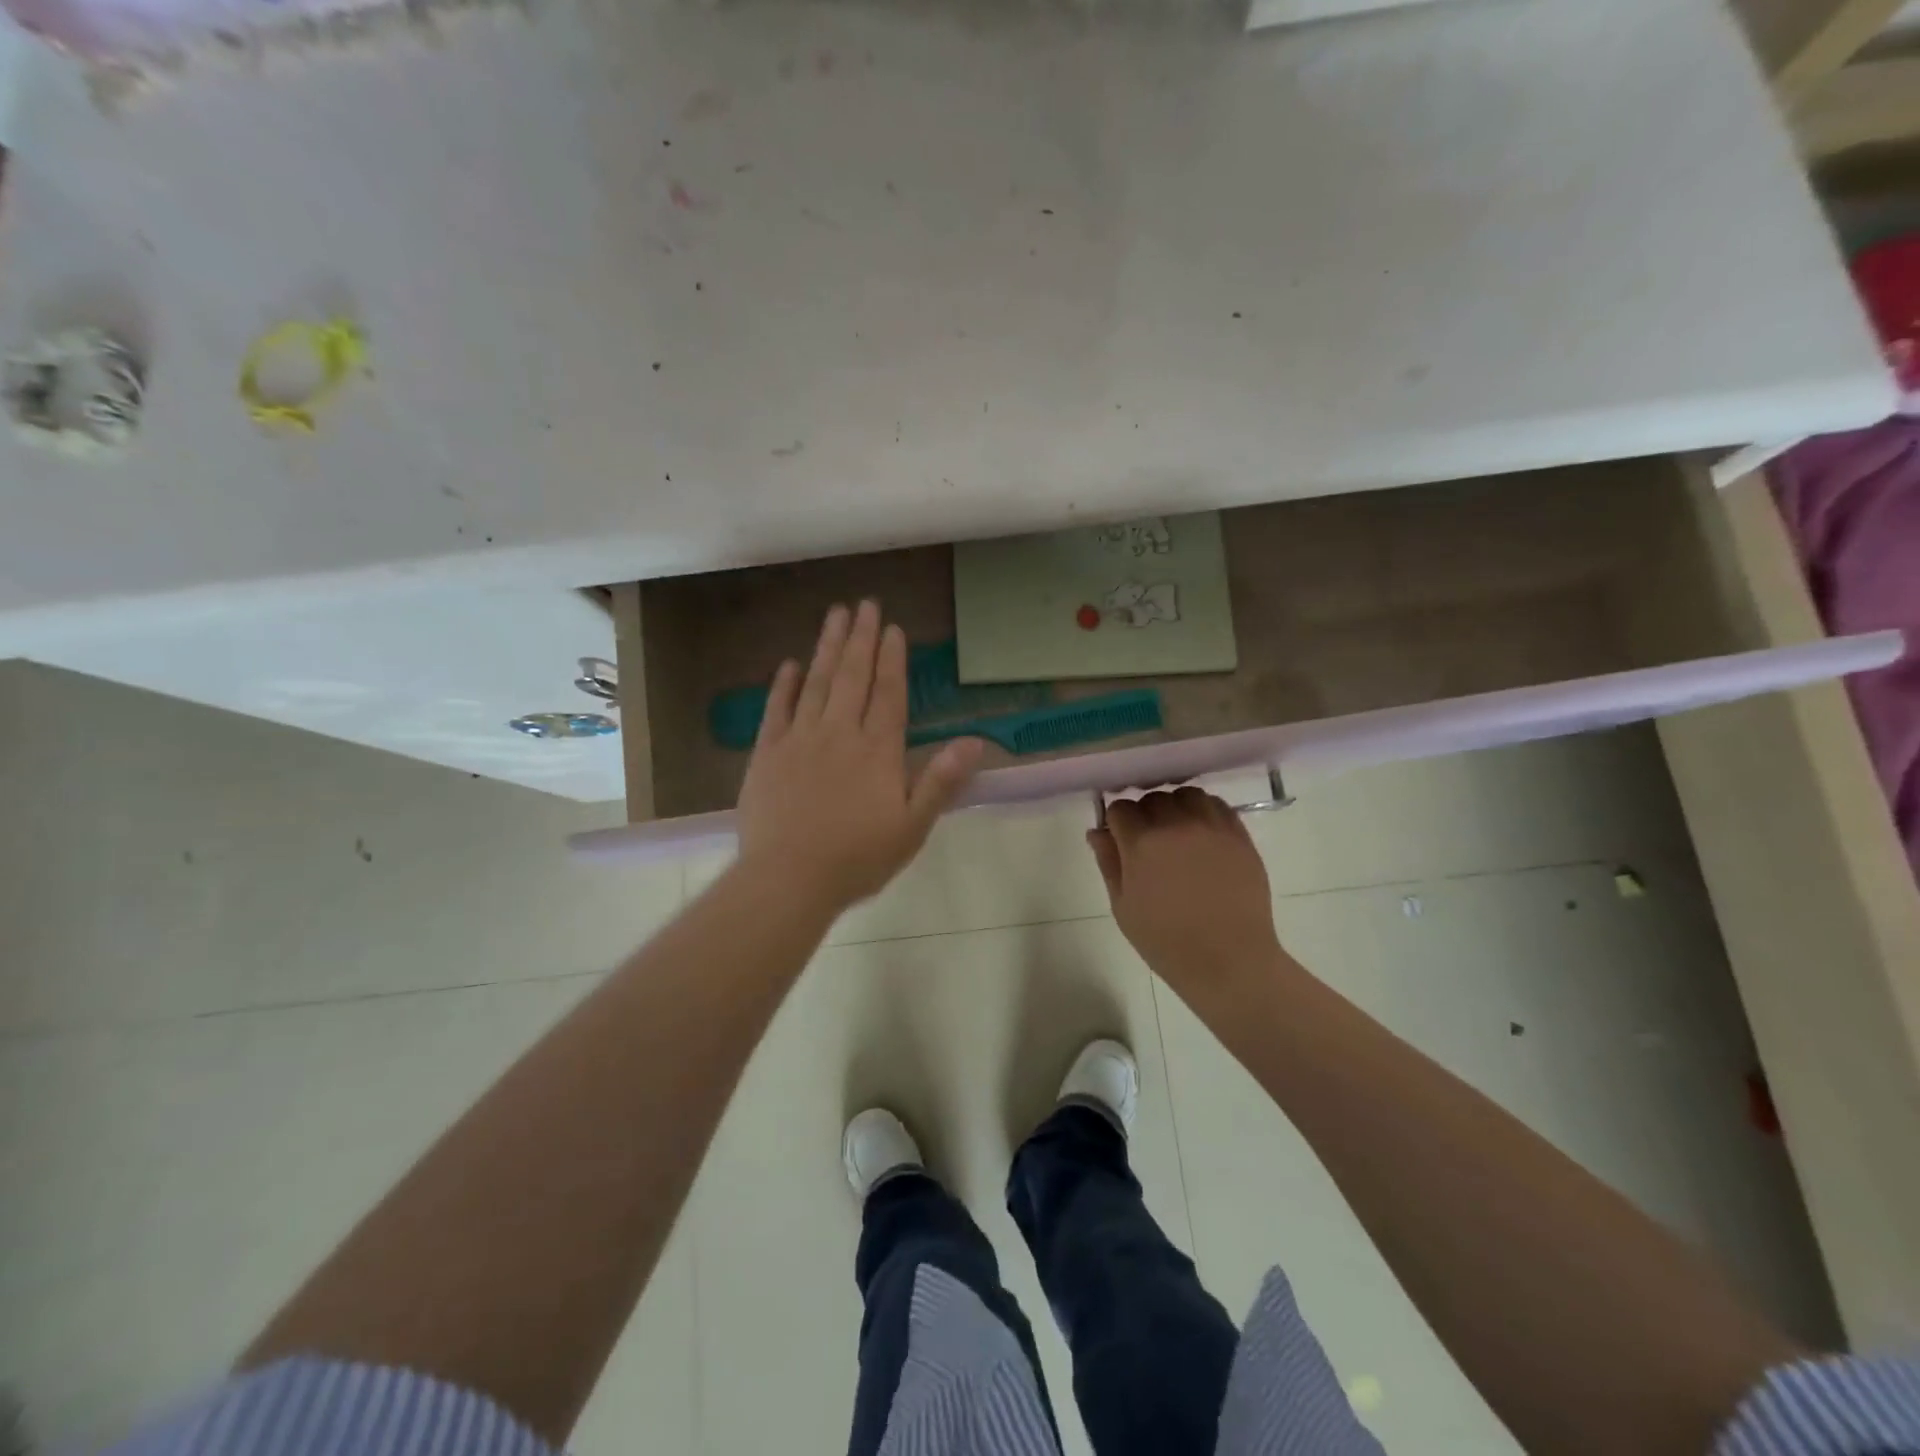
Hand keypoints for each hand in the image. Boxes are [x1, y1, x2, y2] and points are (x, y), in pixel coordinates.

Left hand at [735, 601, 984, 911]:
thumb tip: (974, 742)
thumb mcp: (912, 827)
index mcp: (877, 751)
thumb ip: (940, 781)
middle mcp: (839, 734)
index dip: (892, 659)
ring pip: (817, 683)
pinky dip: (784, 685)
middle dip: (860, 638)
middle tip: (864, 604)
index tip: (893, 628)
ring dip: (828, 648)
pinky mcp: (767, 753)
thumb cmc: (857, 858)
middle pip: (853, 677)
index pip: (888, 694)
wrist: (788, 879)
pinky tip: (789, 664)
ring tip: (835, 615)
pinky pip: (777, 710)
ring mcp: (799, 740)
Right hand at [1087, 787, 1281, 992]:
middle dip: (1145, 814)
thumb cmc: (1166, 941)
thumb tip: (1097, 831)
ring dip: (1176, 807)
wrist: (1228, 960)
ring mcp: (1211, 827)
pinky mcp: (1239, 835)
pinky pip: (1217, 806)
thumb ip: (1108, 862)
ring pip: (1186, 795)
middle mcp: (1176, 824)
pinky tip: (1202, 835)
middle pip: (1152, 798)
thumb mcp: (1123, 907)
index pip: (1120, 808)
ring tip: (1177, 833)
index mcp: (1142, 842)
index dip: (1116, 824)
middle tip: (1149, 843)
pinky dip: (1204, 812)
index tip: (1120, 842)